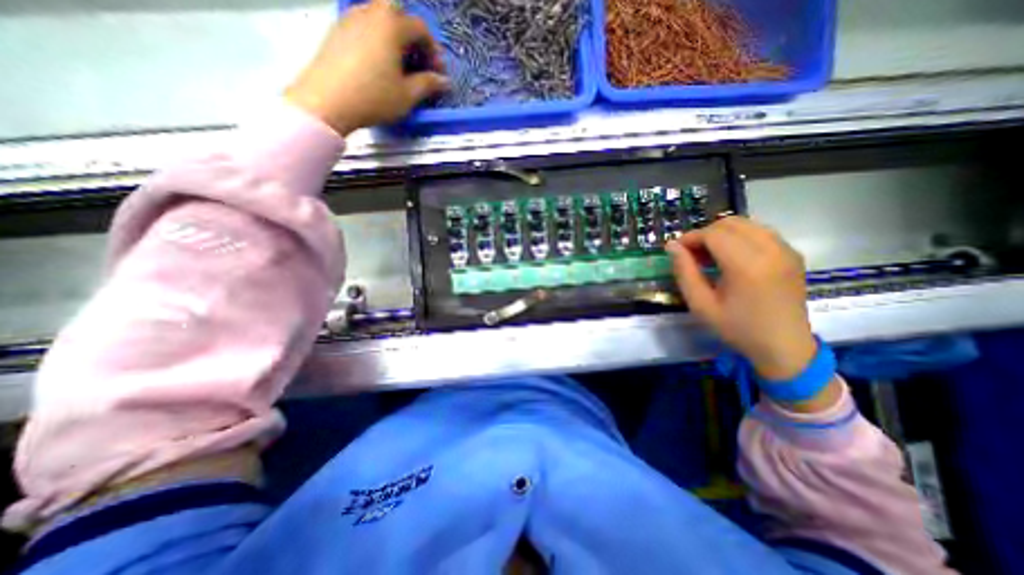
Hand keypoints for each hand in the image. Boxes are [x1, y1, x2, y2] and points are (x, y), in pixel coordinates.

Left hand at [285, 1, 448, 134]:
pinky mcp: (337, 31)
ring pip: (378, 18)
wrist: (328, 100)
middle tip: (418, 61)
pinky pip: (364, 26)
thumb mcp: (407, 95)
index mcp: (391, 25)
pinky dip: (377, 39)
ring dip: (394, 37)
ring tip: (399, 65)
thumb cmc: (374, 97)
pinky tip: (379, 64)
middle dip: (412, 36)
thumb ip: (428, 84)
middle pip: (397, 13)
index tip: (438, 74)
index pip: (420, 28)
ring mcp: (350, 18)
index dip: (434, 51)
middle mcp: (370, 13)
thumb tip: (445, 81)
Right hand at [665, 216, 817, 380]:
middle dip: (705, 233)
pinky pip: (761, 232)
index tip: (677, 251)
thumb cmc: (737, 328)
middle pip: (730, 223)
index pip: (713, 234)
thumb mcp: (701, 305)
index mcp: (747, 265)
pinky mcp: (792, 254)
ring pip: (747, 224)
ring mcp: (786, 250)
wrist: (784, 347)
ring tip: (710, 255)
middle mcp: (770, 250)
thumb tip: (672, 246)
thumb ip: (685, 272)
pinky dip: (740, 237)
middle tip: (692, 254)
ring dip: (722, 234)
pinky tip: (732, 257)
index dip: (690, 238)